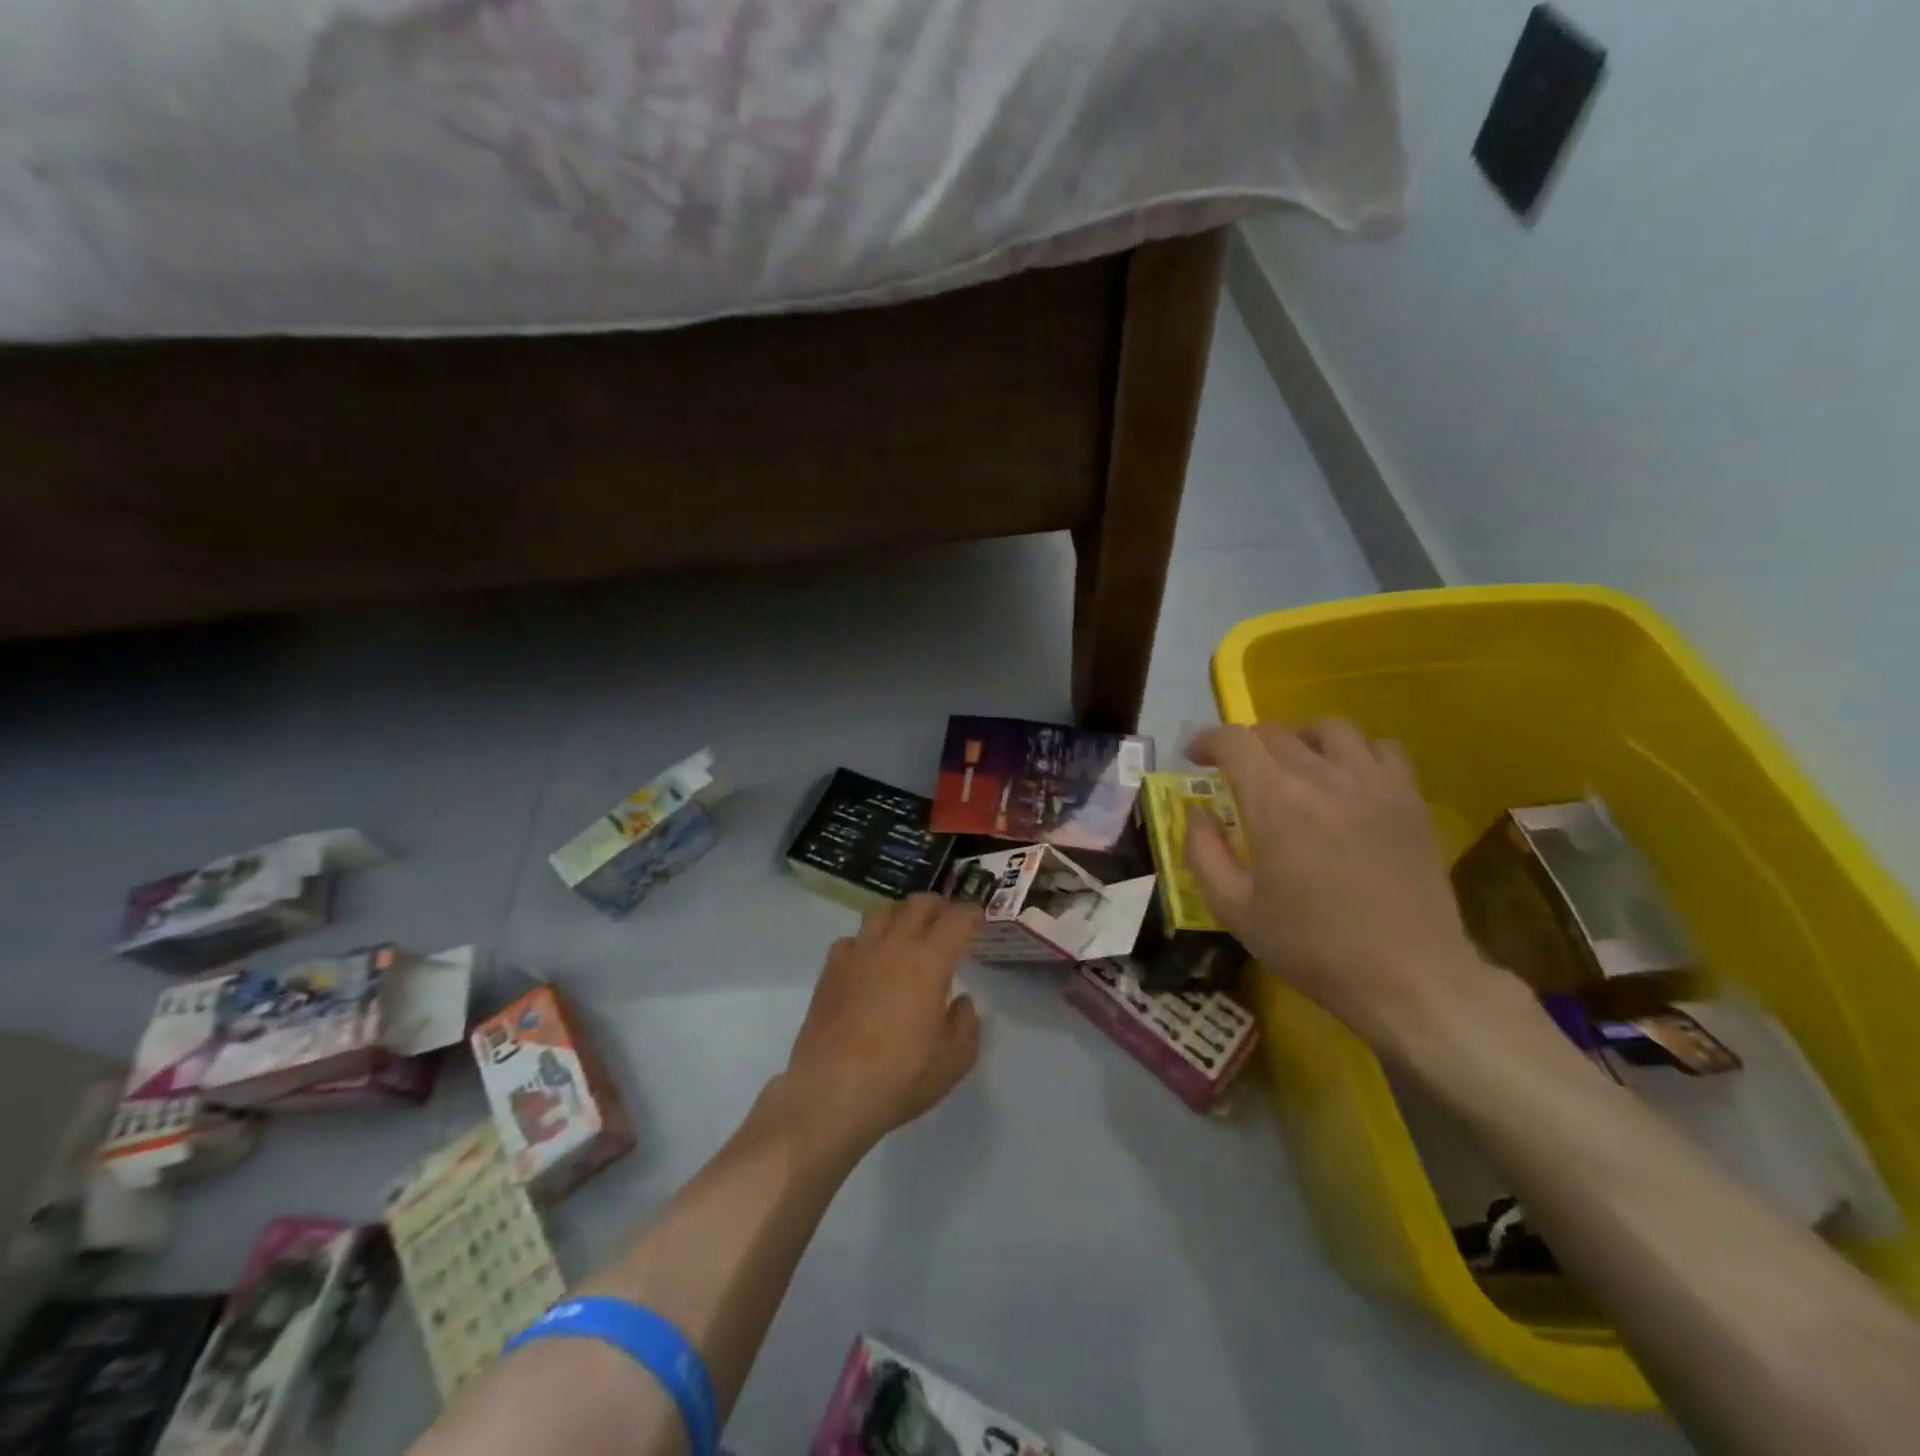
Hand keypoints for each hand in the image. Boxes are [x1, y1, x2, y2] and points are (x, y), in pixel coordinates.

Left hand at [783, 895, 982, 1157]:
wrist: (832, 1092)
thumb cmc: (901, 1076)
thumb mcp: (954, 1059)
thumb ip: (966, 1023)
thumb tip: (960, 1002)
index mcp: (930, 960)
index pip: (956, 918)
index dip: (971, 912)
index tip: (978, 917)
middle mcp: (894, 945)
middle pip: (918, 904)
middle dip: (938, 907)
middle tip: (947, 923)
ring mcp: (858, 954)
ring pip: (882, 912)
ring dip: (901, 915)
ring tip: (908, 933)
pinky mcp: (830, 970)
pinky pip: (852, 939)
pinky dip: (867, 942)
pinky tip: (869, 961)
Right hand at [1184, 719, 1500, 1058]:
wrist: (1408, 976)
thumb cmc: (1311, 946)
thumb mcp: (1234, 908)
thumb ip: (1203, 852)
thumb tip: (1197, 812)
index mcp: (1274, 801)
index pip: (1234, 740)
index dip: (1207, 741)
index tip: (1196, 759)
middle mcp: (1323, 777)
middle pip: (1276, 731)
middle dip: (1246, 745)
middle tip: (1237, 773)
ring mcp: (1373, 783)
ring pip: (1331, 728)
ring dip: (1301, 738)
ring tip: (1294, 765)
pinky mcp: (1410, 799)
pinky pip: (1383, 748)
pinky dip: (1357, 752)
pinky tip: (1348, 780)